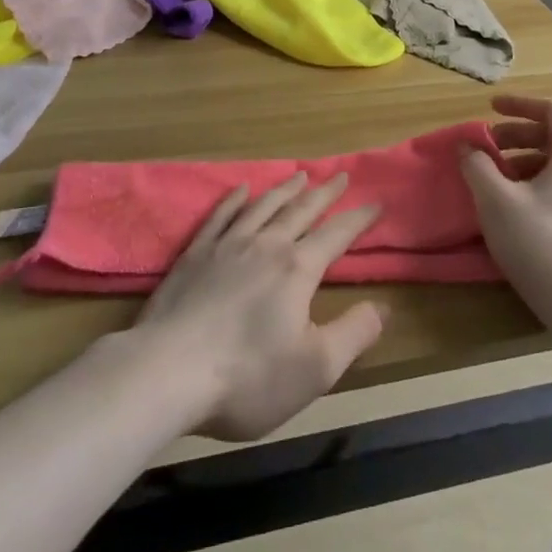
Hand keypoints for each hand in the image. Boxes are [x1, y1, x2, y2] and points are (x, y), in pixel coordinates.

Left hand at [133, 171, 386, 440]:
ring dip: (285, 189)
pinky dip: (234, 199)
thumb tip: (383, 306)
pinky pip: (221, 215)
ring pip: (263, 206)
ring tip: (299, 174)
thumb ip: (354, 334)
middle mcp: (266, 244)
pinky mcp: (195, 254)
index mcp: (298, 268)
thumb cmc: (247, 377)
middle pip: (301, 210)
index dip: (359, 219)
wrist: (167, 372)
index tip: (376, 203)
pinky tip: (241, 190)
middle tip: (340, 175)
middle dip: (324, 192)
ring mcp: (227, 245)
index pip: (337, 234)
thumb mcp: (315, 368)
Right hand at [459, 95, 551, 321]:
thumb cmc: (540, 242)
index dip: (520, 104)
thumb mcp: (496, 200)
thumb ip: (477, 165)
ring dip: (524, 161)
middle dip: (517, 135)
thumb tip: (467, 146)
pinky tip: (514, 207)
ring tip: (495, 179)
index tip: (490, 110)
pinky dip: (536, 182)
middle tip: (487, 147)